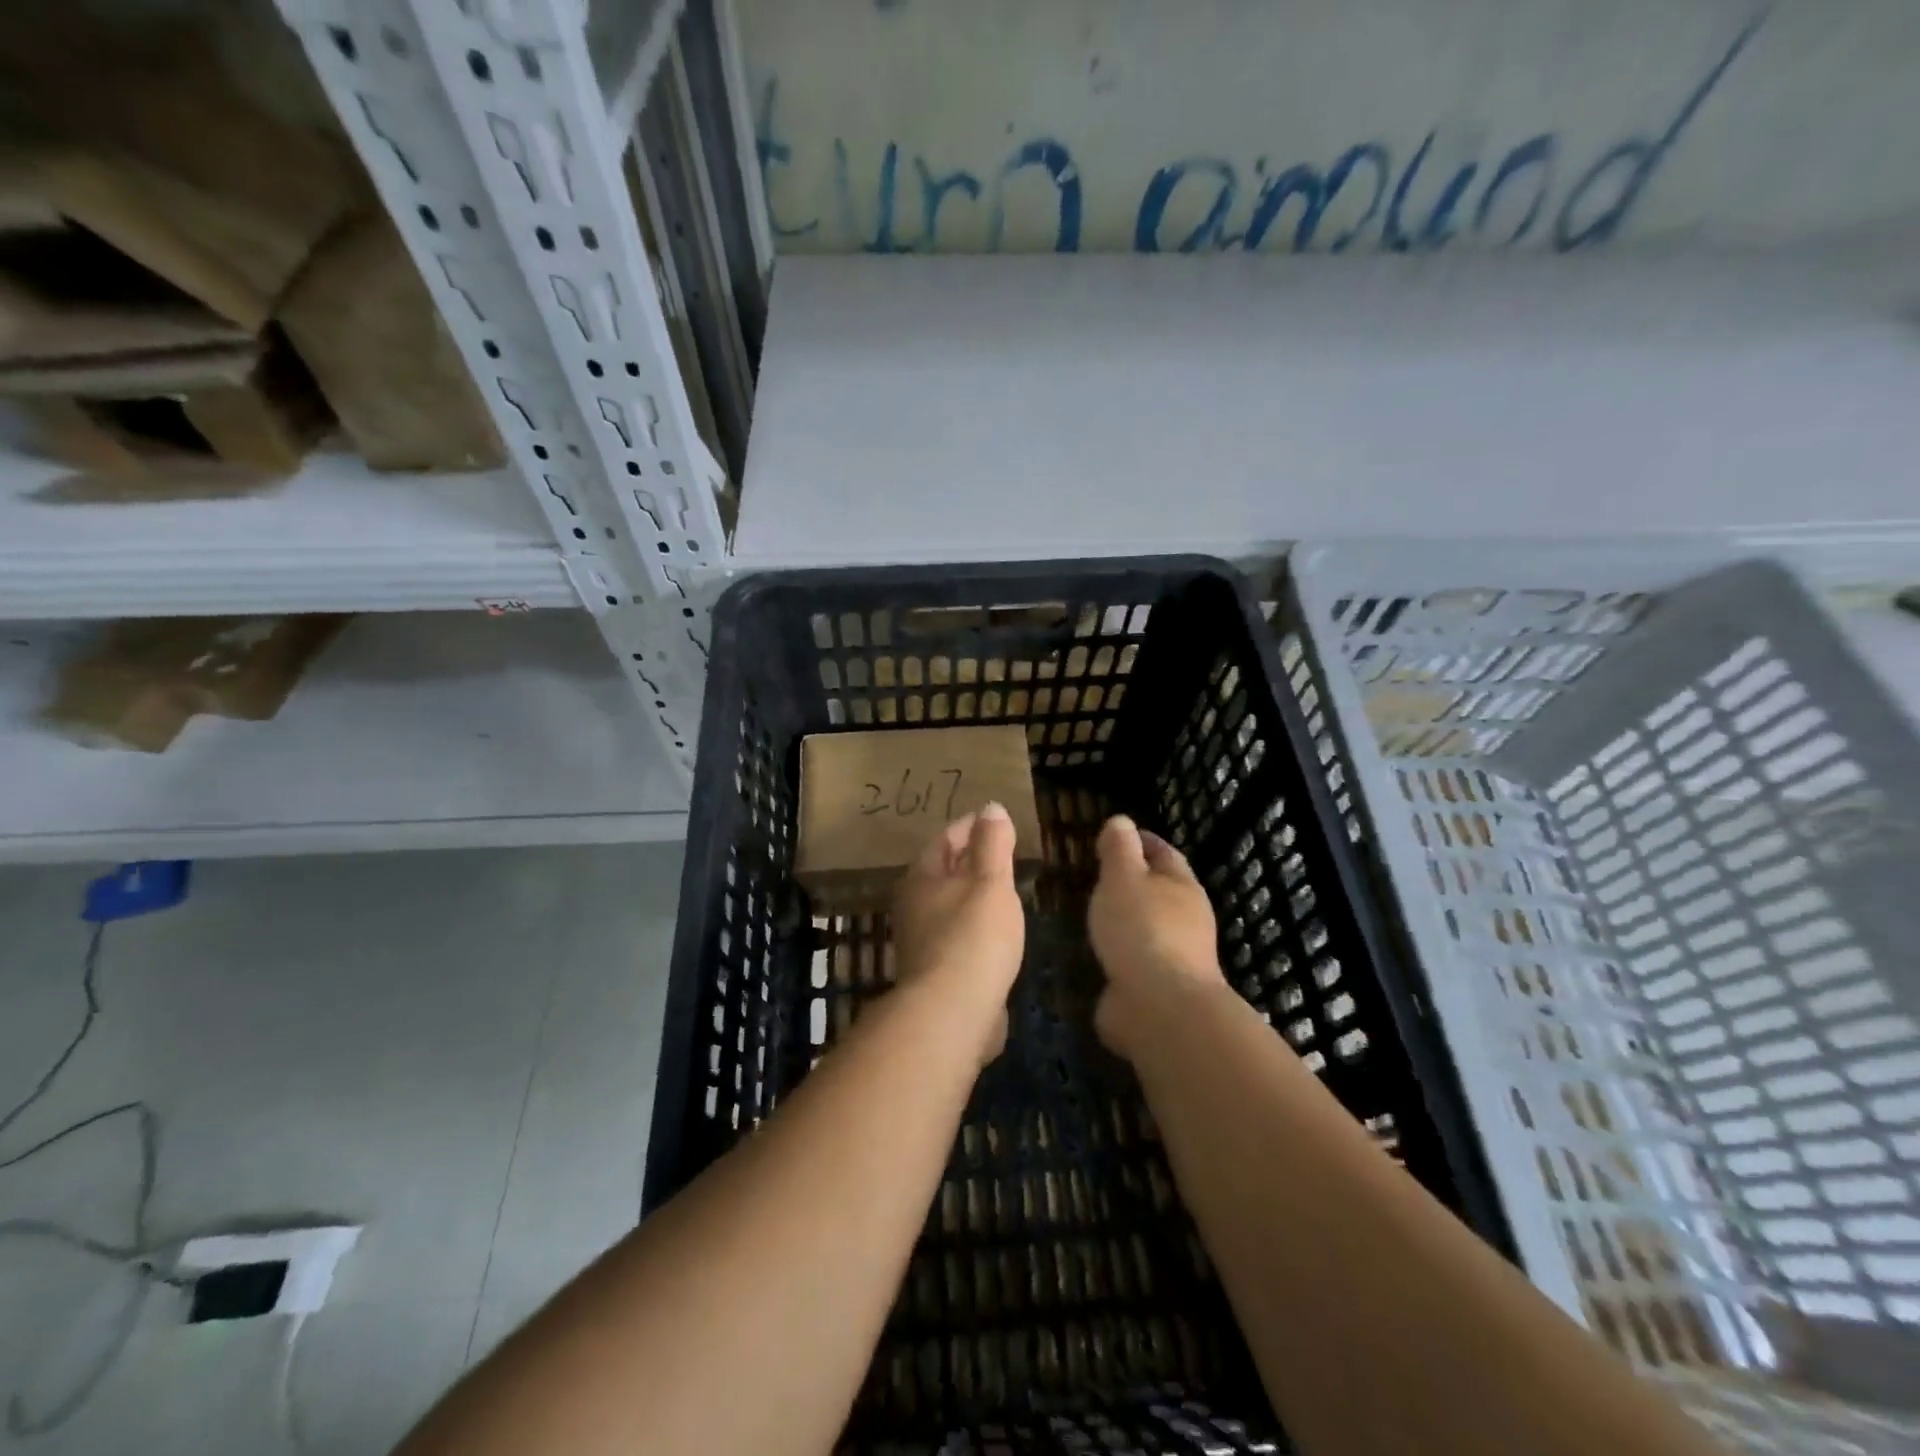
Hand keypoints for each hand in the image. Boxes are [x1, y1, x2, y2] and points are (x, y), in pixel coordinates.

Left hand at [890, 803, 1026, 1063]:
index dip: (970, 826)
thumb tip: (990, 807)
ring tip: (1001, 888)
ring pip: (949, 905)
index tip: (992, 821)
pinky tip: (994, 933)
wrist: (952, 1013)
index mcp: (922, 877)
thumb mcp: (991, 882)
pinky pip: (957, 935)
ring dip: (971, 894)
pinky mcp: (934, 972)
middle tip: (1000, 851)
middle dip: (969, 859)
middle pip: (942, 871)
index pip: (945, 839)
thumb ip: (993, 844)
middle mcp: (913, 905)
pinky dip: (974, 925)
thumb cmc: (973, 937)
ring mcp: (920, 941)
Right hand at [1088, 815, 1226, 1059]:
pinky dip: (1119, 952)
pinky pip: (1135, 960)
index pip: (1164, 853)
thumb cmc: (1141, 928)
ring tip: (1094, 914)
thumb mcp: (1123, 877)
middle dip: (1135, 882)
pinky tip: (1098, 953)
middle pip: (1161, 891)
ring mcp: (1175, 957)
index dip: (1142, 841)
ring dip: (1126, 920)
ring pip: (1148, 927)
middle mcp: (1186, 920)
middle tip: (1099, 874)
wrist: (1159, 1007)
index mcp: (1182, 887)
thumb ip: (1119, 849)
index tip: (1118, 835)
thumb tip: (1122, 821)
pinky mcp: (1158, 989)